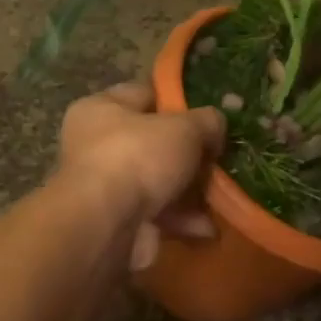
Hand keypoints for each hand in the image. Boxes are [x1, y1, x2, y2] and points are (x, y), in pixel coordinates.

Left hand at [57, 83, 226, 270]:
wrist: (106, 226)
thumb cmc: (139, 158)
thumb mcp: (184, 128)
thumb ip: (206, 121)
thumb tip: (216, 124)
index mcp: (102, 109)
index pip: (145, 94)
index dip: (179, 99)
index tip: (209, 112)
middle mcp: (97, 144)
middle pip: (155, 141)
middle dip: (189, 152)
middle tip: (220, 156)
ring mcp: (107, 185)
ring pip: (158, 181)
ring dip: (191, 189)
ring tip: (223, 193)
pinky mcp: (118, 220)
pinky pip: (158, 213)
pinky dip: (183, 219)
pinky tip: (209, 226)